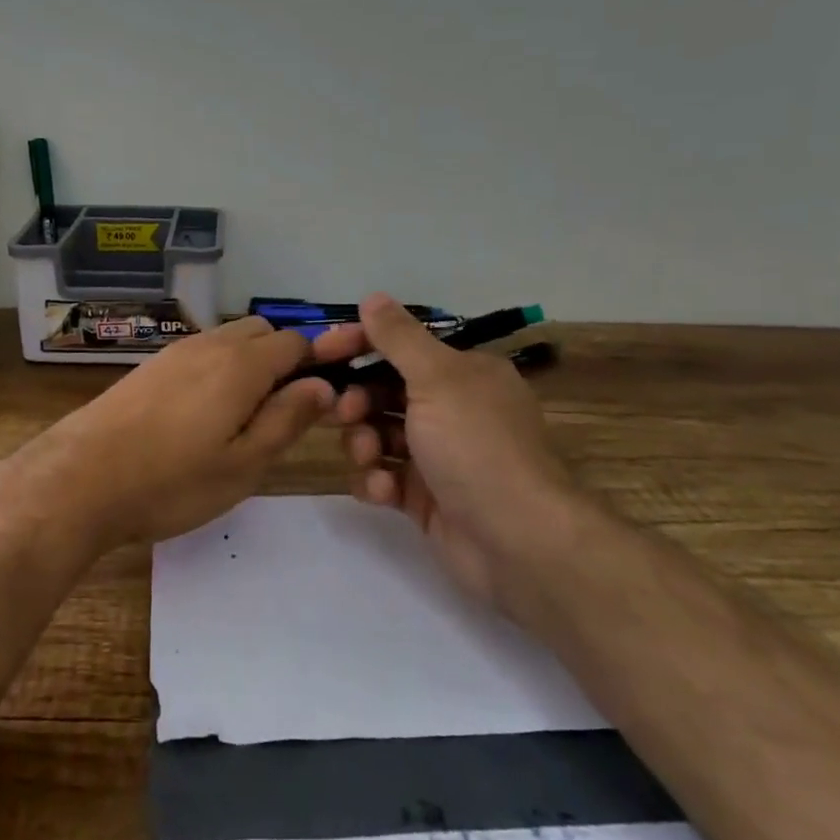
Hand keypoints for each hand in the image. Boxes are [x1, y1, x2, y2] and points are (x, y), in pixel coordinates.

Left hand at [40, 317, 353, 550]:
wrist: (80, 478)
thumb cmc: (172, 481)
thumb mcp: (243, 464)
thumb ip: (287, 419)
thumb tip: (324, 385)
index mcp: (242, 364)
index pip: (296, 342)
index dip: (317, 363)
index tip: (323, 399)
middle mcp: (211, 344)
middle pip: (262, 331)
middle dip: (282, 359)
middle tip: (281, 411)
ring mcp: (175, 351)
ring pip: (229, 339)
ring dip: (249, 363)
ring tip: (242, 417)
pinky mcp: (150, 366)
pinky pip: (200, 352)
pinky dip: (217, 369)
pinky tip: (202, 414)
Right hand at [328, 294, 573, 601]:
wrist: (519, 542)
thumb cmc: (476, 446)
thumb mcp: (437, 379)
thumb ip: (399, 338)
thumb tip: (373, 297)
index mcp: (463, 374)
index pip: (399, 345)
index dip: (358, 344)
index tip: (321, 352)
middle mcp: (452, 409)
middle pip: (384, 392)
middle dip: (358, 401)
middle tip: (345, 413)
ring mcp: (438, 456)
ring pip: (379, 435)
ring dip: (365, 443)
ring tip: (370, 459)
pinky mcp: (426, 498)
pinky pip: (385, 478)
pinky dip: (377, 482)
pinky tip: (383, 492)